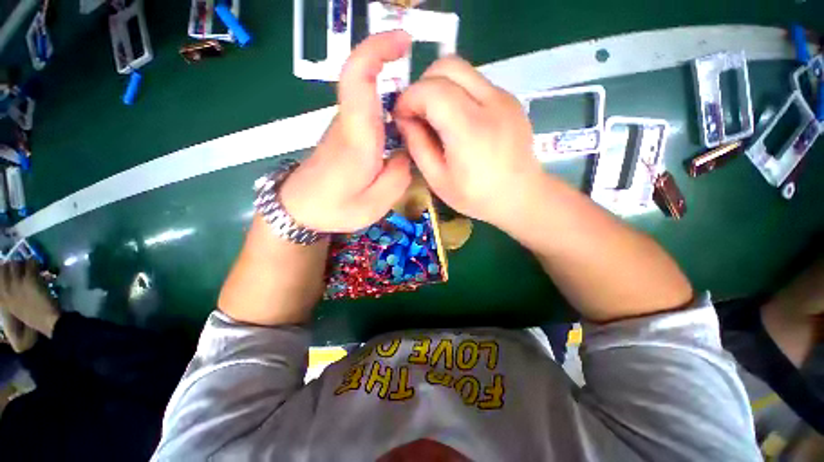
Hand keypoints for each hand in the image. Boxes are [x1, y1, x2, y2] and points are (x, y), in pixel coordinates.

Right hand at [0, 260, 59, 337]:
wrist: (47, 321)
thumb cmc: (33, 316)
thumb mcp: (14, 307)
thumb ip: (9, 295)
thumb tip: (9, 281)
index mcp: (2, 297)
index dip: (5, 269)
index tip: (12, 270)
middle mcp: (6, 288)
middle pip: (6, 266)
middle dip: (15, 264)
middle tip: (23, 267)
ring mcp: (17, 283)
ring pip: (17, 263)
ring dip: (25, 263)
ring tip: (32, 267)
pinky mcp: (29, 279)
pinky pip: (31, 263)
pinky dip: (35, 263)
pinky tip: (40, 268)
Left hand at [279, 31, 413, 232]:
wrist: (299, 209)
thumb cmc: (334, 208)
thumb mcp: (375, 204)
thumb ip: (398, 177)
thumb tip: (406, 154)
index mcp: (357, 138)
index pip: (357, 77)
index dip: (377, 49)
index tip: (403, 40)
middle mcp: (349, 123)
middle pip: (368, 81)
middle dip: (398, 73)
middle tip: (429, 96)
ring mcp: (345, 126)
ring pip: (372, 98)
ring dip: (398, 96)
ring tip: (421, 121)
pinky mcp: (346, 133)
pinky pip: (371, 113)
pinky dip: (390, 113)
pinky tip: (404, 134)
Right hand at [394, 56, 543, 227]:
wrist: (521, 196)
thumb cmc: (477, 196)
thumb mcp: (438, 180)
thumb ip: (417, 146)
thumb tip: (404, 119)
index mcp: (469, 129)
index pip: (431, 90)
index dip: (408, 98)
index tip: (401, 117)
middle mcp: (490, 103)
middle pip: (448, 66)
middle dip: (423, 84)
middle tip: (417, 113)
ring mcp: (504, 97)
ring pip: (462, 70)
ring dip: (440, 87)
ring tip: (436, 117)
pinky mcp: (510, 99)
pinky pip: (476, 82)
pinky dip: (458, 92)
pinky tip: (458, 120)